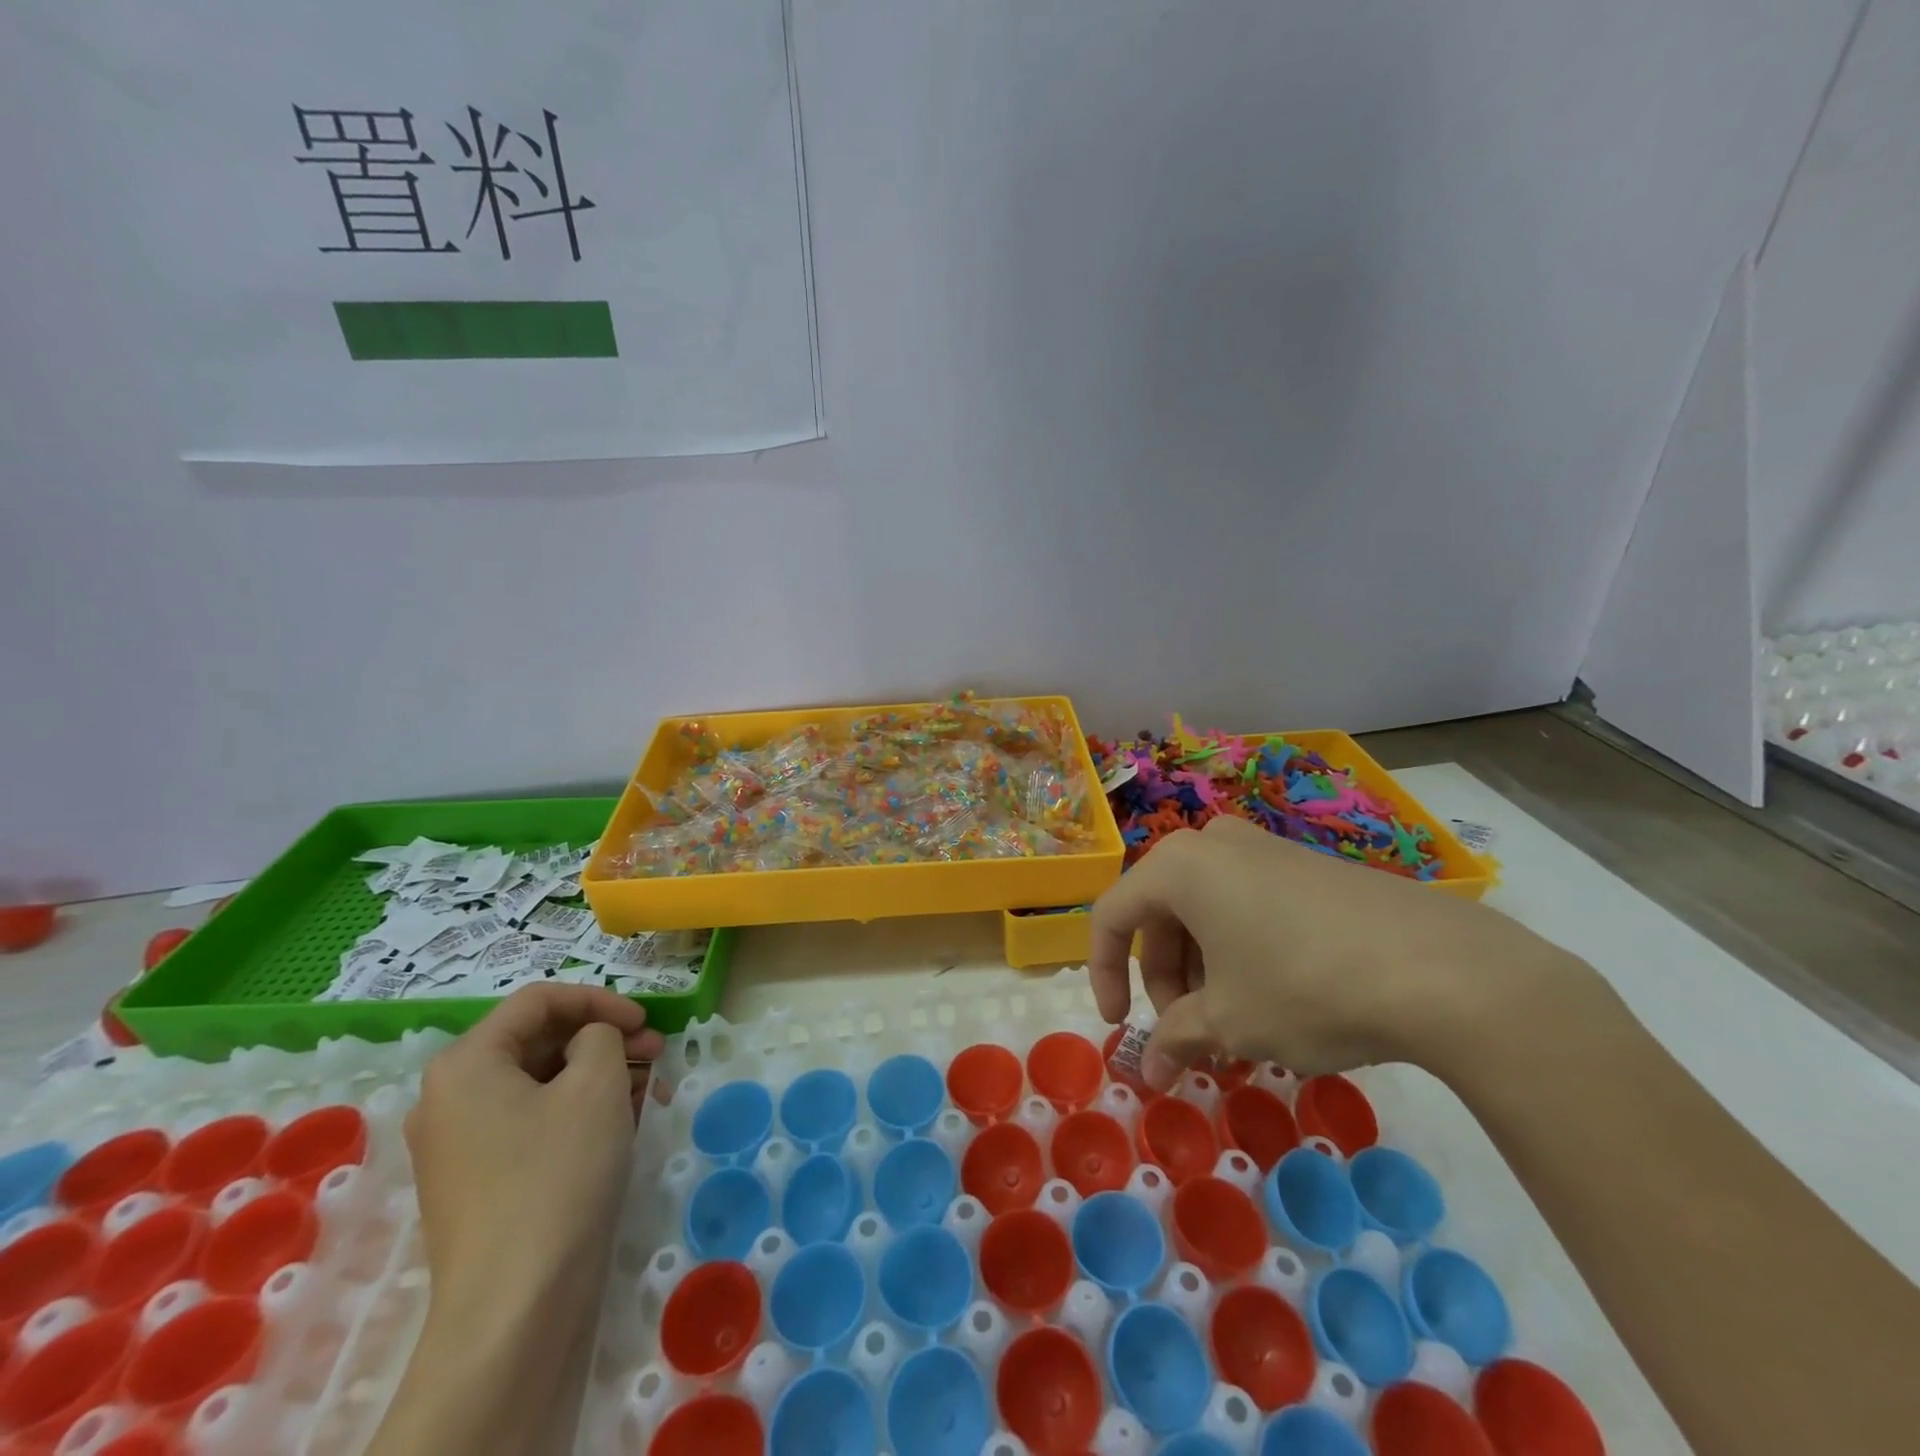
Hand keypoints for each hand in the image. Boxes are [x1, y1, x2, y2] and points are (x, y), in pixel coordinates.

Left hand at [374, 985, 665, 1455]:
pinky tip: (620, 1125)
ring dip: (598, 1075)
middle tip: (656, 1052)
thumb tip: (590, 1042)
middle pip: (538, 1041)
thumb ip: (601, 1036)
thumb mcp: (596, 1084)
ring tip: (647, 1090)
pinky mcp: (477, 1182)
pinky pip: (531, 1123)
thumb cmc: (557, 1174)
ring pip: (540, 1083)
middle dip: (603, 1039)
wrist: (515, 1308)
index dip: (599, 999)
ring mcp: (458, 1145)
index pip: (539, 1000)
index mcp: (466, 1063)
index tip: (645, 1020)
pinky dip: (576, 1111)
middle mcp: (450, 1097)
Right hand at [1087, 816, 1576, 1089]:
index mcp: (1178, 866)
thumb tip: (1151, 1072)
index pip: (1112, 916)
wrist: (1443, 969)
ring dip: (1204, 971)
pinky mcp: (1309, 866)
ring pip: (1207, 911)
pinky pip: (1249, 906)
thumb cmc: (1303, 987)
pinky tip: (1274, 1000)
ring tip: (1235, 1027)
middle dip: (1166, 979)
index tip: (1121, 1026)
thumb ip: (1176, 1040)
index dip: (1105, 974)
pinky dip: (1241, 953)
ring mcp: (1266, 849)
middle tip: (1189, 1034)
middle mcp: (1215, 844)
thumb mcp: (1229, 1022)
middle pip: (1162, 914)